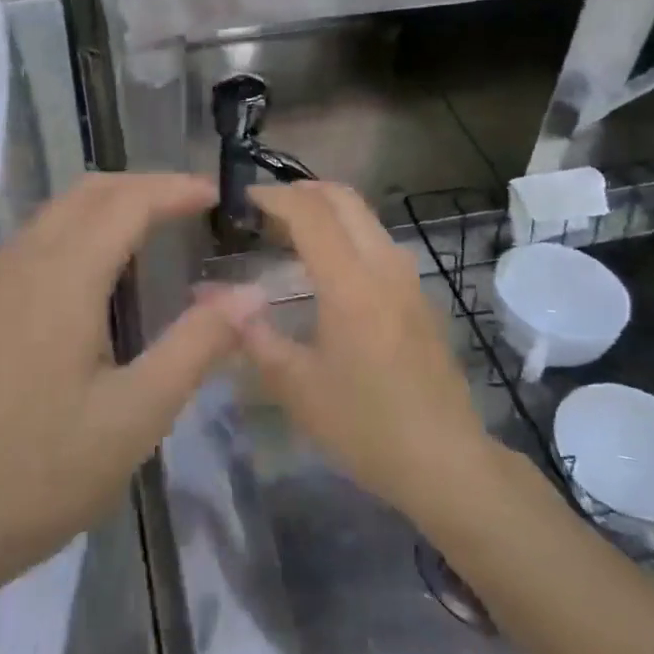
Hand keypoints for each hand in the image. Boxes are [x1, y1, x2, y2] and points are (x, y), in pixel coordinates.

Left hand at [0, 173, 262, 625]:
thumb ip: (196, 346)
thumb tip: (251, 294)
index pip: (129, 201)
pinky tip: (93, 283)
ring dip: (108, 208)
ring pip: (55, 216)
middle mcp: (19, 264)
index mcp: (62, 277)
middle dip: (144, 187)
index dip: (177, 189)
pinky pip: (33, 246)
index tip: (219, 196)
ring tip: (153, 236)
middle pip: (88, 193)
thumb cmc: (34, 476)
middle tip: (192, 208)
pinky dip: (77, 235)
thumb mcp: (134, 417)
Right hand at [234, 182, 494, 524]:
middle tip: (262, 210)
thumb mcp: (296, 386)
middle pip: (343, 199)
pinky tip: (324, 268)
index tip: (240, 199)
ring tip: (286, 234)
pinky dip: (345, 234)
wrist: (445, 461)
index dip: (272, 197)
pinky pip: (377, 241)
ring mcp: (408, 278)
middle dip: (300, 191)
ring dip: (325, 211)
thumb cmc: (365, 425)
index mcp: (352, 283)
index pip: (309, 212)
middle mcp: (385, 266)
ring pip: (364, 217)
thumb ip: (251, 334)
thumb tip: (207, 297)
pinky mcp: (419, 295)